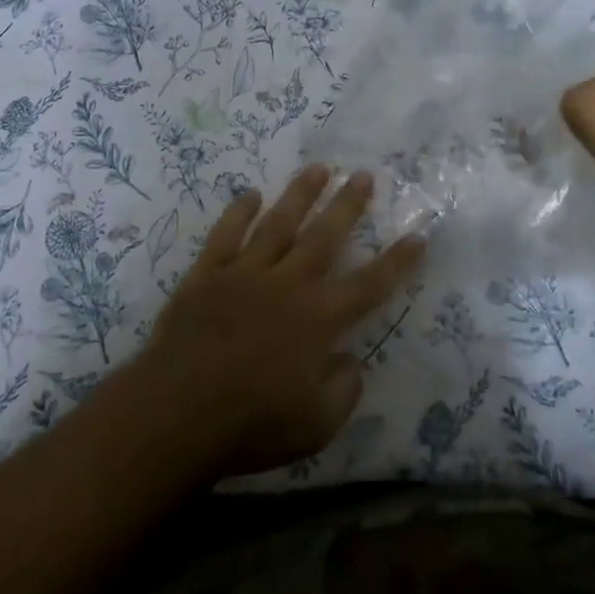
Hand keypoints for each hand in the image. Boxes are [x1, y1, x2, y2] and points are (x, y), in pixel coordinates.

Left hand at [134, 165, 423, 476]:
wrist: (177, 412)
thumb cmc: (252, 423)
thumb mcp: (316, 425)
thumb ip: (344, 390)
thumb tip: (351, 360)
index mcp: (318, 319)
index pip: (370, 285)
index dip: (397, 261)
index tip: (418, 235)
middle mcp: (287, 284)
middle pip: (324, 236)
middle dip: (347, 205)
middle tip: (363, 175)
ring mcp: (245, 273)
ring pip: (278, 223)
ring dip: (300, 194)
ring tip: (318, 168)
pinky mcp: (207, 275)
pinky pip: (226, 235)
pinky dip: (239, 213)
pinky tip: (251, 195)